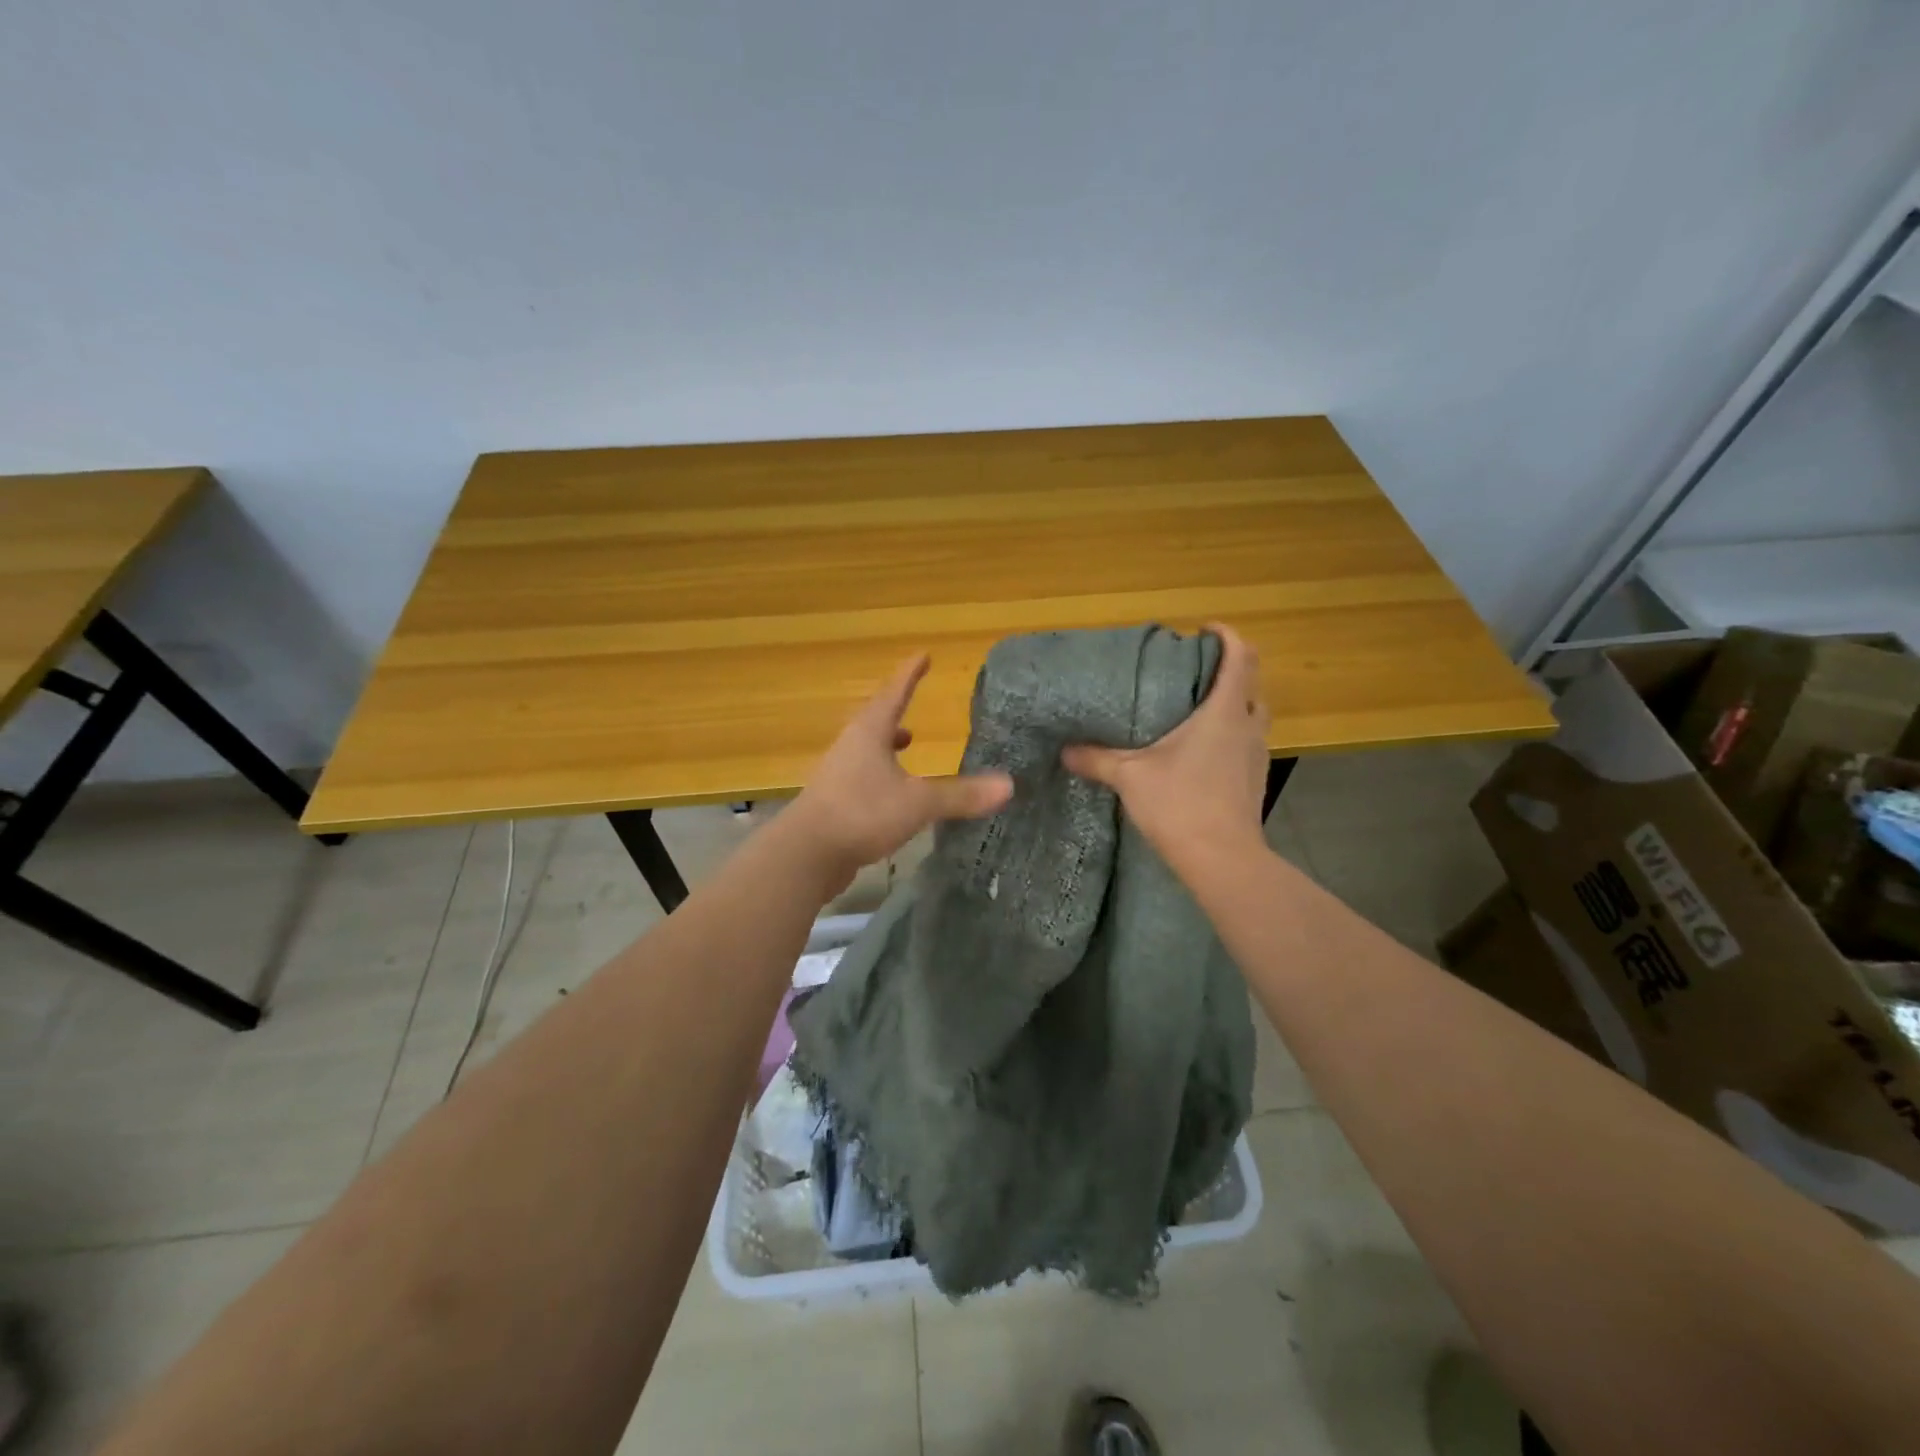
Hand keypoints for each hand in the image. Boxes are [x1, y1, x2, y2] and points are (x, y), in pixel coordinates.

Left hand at [785, 654, 1013, 892]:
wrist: (806, 854)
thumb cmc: (862, 813)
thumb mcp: (918, 803)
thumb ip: (961, 794)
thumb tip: (1008, 785)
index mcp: (869, 733)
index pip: (894, 693)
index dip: (910, 674)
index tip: (923, 655)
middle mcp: (850, 746)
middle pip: (876, 719)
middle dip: (897, 709)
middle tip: (912, 699)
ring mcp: (838, 774)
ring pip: (867, 749)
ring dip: (888, 743)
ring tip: (908, 743)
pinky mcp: (834, 802)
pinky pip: (863, 777)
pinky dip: (882, 774)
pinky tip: (893, 793)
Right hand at [1061, 623, 1270, 876]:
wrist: (1222, 861)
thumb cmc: (1179, 804)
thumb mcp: (1130, 777)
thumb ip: (1097, 759)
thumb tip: (1065, 750)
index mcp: (1223, 713)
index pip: (1241, 658)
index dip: (1228, 636)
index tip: (1205, 631)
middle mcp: (1247, 728)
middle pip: (1251, 686)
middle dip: (1230, 672)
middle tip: (1194, 675)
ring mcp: (1256, 757)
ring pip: (1251, 718)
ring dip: (1231, 707)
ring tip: (1195, 713)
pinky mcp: (1254, 783)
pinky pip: (1245, 746)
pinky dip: (1229, 738)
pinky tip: (1200, 756)